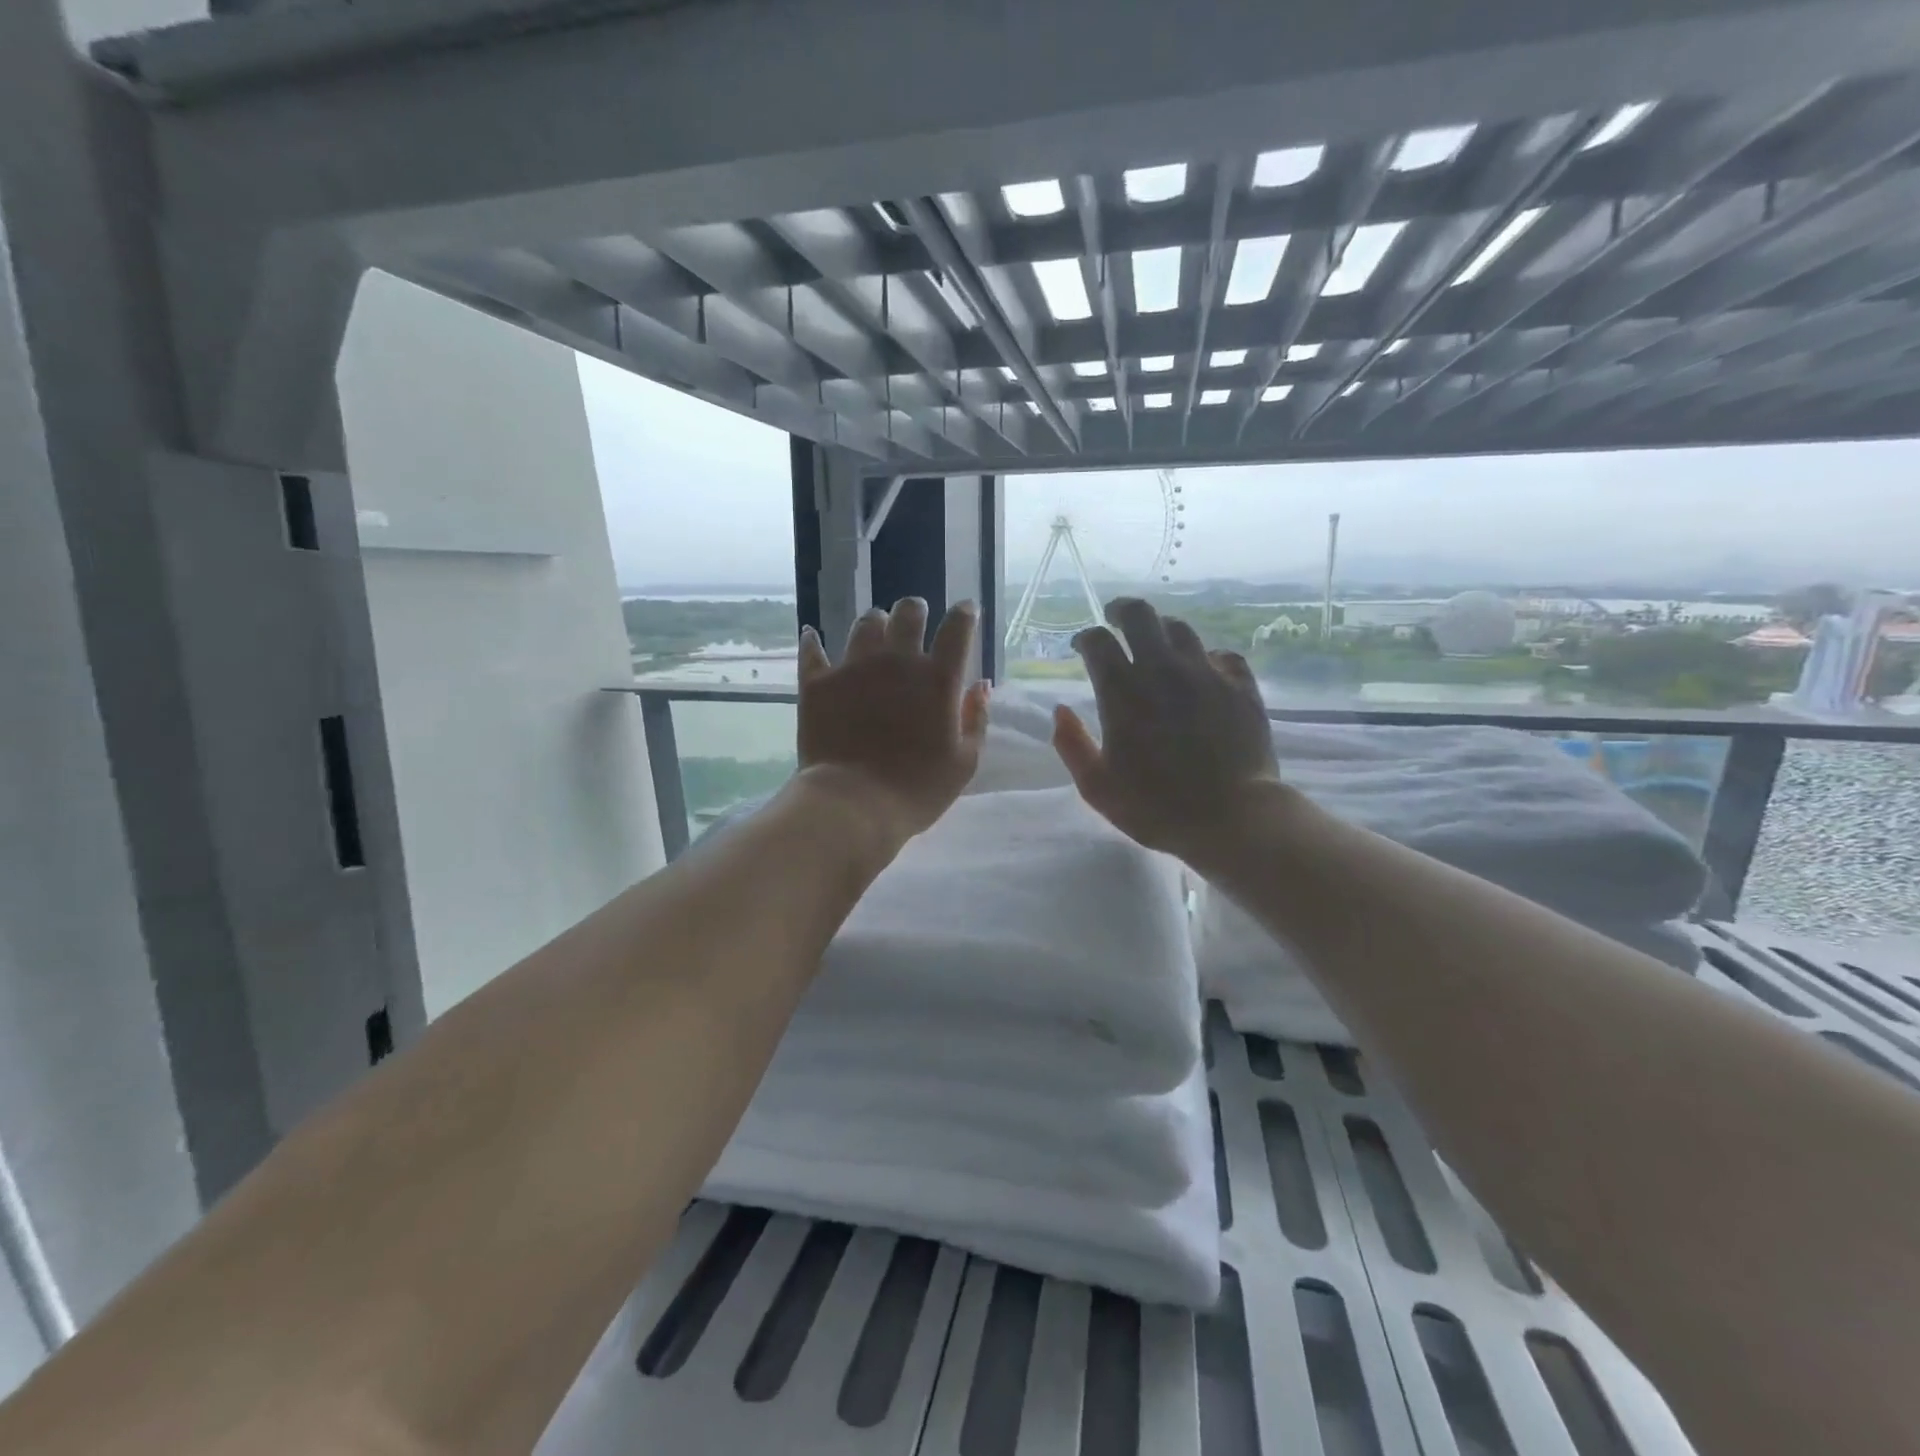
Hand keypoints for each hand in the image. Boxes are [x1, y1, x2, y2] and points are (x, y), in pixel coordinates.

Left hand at [795, 598, 990, 843]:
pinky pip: (813, 650)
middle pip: (907, 613)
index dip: (965, 614)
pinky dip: (815, 642)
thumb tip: (981, 685)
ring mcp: (853, 668)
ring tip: (875, 630)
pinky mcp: (818, 682)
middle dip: (915, 610)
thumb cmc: (917, 790)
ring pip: (865, 624)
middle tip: (916, 616)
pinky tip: (814, 638)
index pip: (957, 629)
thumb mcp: (964, 762)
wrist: (852, 805)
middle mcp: (896, 661)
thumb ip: (975, 718)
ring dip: (875, 623)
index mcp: (937, 678)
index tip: (966, 611)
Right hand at [1052, 598, 1278, 860]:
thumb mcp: (1097, 787)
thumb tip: (1060, 712)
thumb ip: (1072, 746)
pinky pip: (1221, 655)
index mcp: (1123, 692)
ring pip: (1181, 629)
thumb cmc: (1156, 807)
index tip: (1082, 647)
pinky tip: (1203, 671)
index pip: (1098, 641)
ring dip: (1162, 630)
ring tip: (1157, 644)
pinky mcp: (1241, 686)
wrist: (1232, 818)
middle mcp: (1163, 670)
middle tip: (1116, 619)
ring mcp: (1206, 674)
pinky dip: (1205, 657)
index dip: (1086, 638)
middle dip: (1122, 611)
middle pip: (1141, 615)